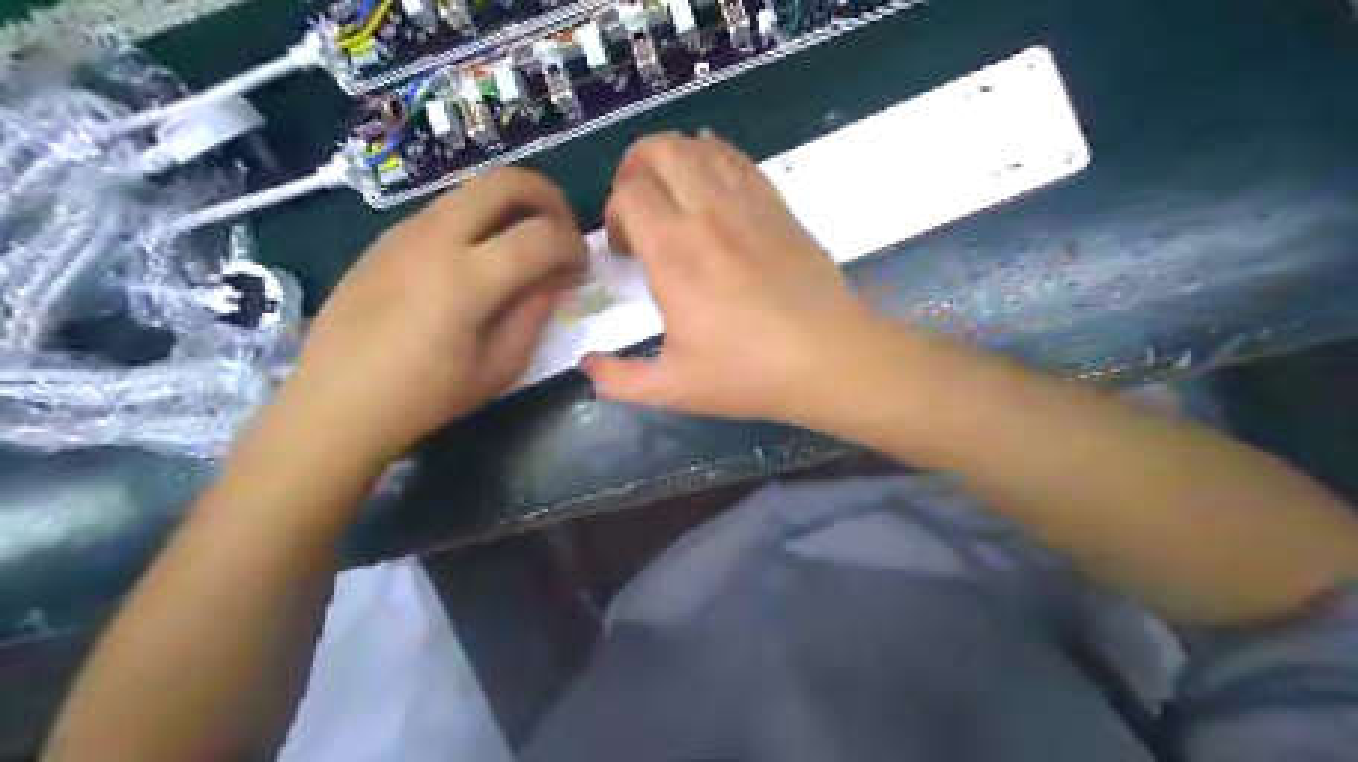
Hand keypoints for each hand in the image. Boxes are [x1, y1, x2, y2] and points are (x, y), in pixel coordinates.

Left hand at [277, 167, 586, 460]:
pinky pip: (443, 210)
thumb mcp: (499, 368)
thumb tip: (554, 277)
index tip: (581, 266)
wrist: (337, 402)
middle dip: (547, 197)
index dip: (574, 245)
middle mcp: (435, 239)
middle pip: (504, 181)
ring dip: (510, 206)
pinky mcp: (385, 239)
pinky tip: (476, 260)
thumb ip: (534, 314)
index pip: (542, 235)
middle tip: (560, 230)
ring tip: (522, 245)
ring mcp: (404, 232)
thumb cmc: (425, 396)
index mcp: (467, 278)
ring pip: (471, 189)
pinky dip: (477, 220)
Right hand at [580, 134, 880, 423]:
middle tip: (636, 204)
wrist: (830, 359)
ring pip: (701, 147)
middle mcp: (707, 214)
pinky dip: (715, 157)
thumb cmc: (749, 373)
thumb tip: (586, 369)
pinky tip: (712, 184)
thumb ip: (621, 379)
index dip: (614, 213)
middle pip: (660, 150)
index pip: (628, 194)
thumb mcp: (675, 387)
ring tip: (670, 192)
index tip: (623, 250)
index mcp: (674, 254)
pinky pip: (739, 160)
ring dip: (674, 158)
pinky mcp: (779, 207)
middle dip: (635, 167)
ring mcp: (748, 204)